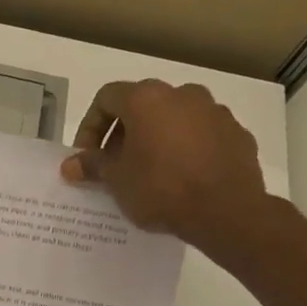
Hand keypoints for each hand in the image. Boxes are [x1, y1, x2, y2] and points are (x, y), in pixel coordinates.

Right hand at [59, 79, 270, 252]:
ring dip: (156, 138)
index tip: (88, 156)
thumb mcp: (116, 180)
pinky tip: (182, 177)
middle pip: (142, 105)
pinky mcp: (237, 133)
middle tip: (115, 164)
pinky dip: (186, 148)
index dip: (90, 126)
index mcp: (147, 99)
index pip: (106, 98)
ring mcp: (214, 112)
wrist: (226, 211)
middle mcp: (182, 94)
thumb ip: (92, 165)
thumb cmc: (161, 188)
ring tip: (149, 172)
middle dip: (123, 133)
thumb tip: (70, 165)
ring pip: (174, 118)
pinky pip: (201, 135)